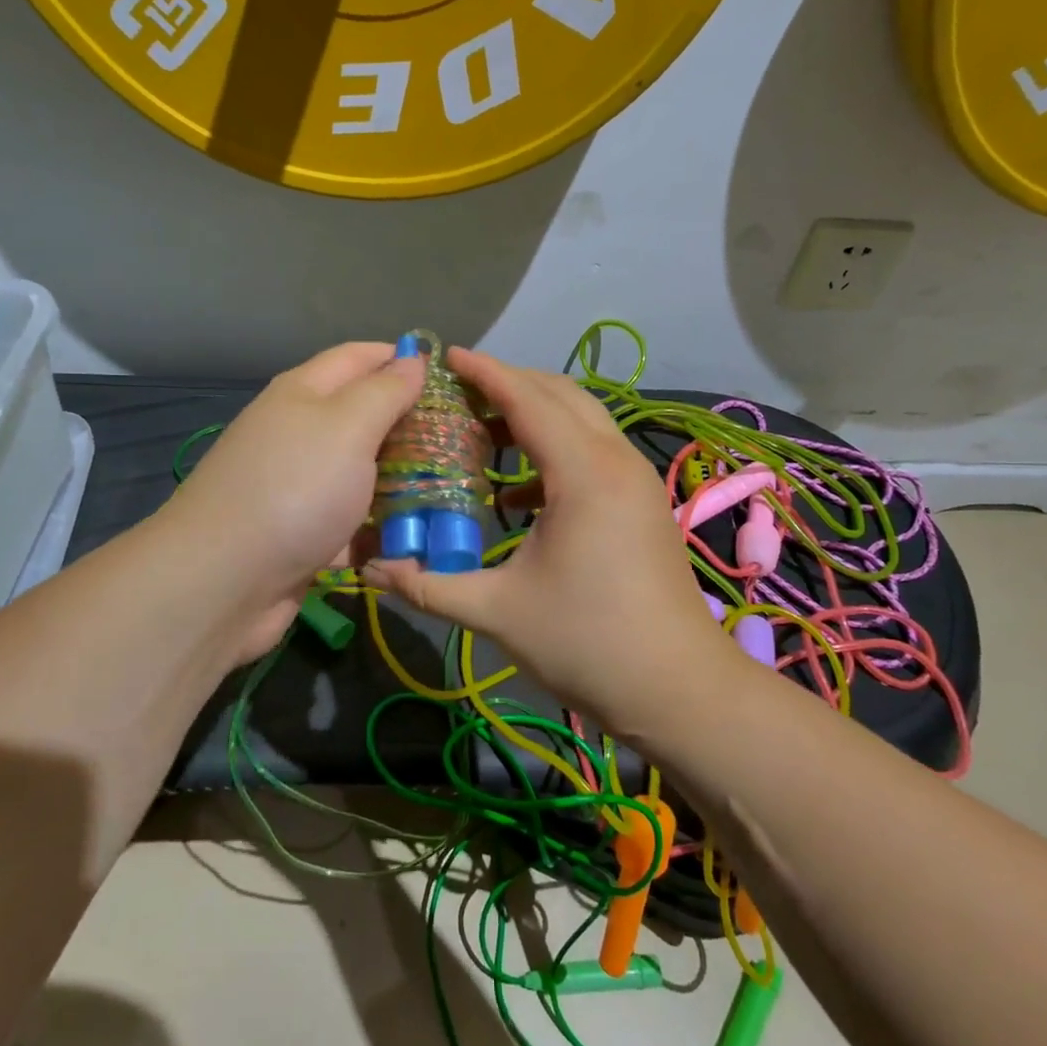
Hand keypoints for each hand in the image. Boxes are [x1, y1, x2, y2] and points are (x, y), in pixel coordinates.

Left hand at [165, 342, 423, 662]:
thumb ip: (385, 391)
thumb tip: (412, 358)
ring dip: (403, 485)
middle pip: (365, 419)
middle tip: (463, 443)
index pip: (361, 358)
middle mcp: (300, 434)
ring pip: (364, 476)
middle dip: (412, 429)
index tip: (452, 380)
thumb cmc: (295, 489)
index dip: (404, 360)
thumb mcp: (347, 425)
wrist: (223, 582)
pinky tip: (420, 542)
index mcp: (305, 393)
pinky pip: (353, 525)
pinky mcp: (305, 536)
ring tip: (455, 493)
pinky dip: (381, 532)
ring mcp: (301, 488)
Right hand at [364, 347, 724, 730]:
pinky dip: (554, 451)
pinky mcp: (641, 503)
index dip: (485, 372)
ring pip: (582, 420)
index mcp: (583, 474)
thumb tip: (368, 570)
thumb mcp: (498, 611)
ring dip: (535, 416)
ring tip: (483, 431)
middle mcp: (616, 461)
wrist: (678, 689)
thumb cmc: (587, 643)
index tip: (446, 355)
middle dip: (509, 384)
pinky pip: (594, 452)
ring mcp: (636, 481)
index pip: (528, 400)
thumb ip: (428, 585)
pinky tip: (518, 493)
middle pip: (560, 396)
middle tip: (457, 392)